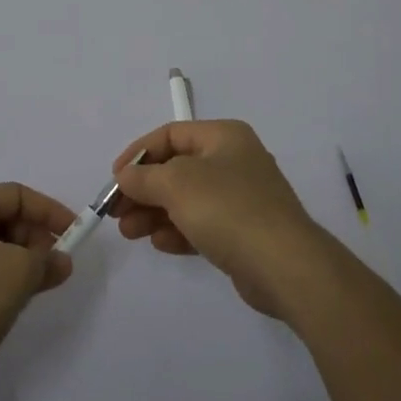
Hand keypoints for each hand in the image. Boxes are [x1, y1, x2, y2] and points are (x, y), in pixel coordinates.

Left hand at [0, 183, 76, 400]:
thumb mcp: (14, 275)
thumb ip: (45, 261)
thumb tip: (61, 261)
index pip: (15, 195)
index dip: (49, 211)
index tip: (75, 234)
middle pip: (4, 221)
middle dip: (35, 240)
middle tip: (58, 267)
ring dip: (21, 265)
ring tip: (38, 289)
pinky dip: (2, 284)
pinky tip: (12, 306)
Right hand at [112, 120, 327, 319]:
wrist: (285, 265)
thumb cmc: (228, 209)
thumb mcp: (176, 184)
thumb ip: (144, 178)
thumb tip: (125, 176)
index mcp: (223, 137)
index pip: (170, 134)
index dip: (138, 153)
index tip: (115, 177)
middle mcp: (233, 161)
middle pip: (176, 168)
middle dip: (143, 189)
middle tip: (116, 211)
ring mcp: (241, 198)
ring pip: (186, 199)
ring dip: (155, 213)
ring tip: (128, 232)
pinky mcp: (243, 233)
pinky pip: (202, 224)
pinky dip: (178, 230)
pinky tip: (159, 244)